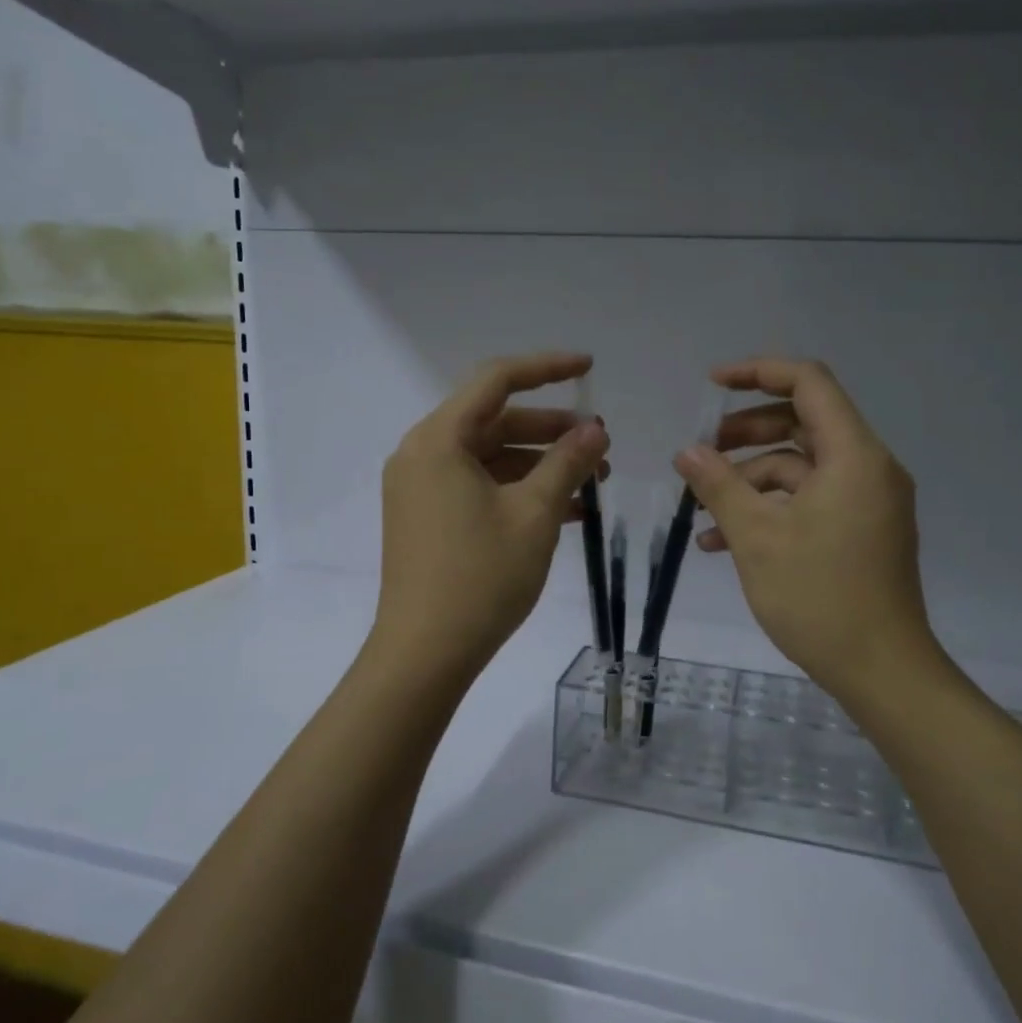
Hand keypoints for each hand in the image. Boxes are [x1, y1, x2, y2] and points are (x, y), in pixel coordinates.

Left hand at [373, 352, 609, 681]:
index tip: (589, 368)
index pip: (496, 380)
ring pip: (490, 457)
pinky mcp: (427, 518)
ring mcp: (421, 488)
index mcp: (439, 440)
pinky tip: (566, 510)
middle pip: (494, 421)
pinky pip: (479, 486)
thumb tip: (595, 428)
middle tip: (600, 445)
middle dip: (551, 430)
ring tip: (592, 482)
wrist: (425, 655)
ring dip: (540, 464)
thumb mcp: (535, 515)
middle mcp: (422, 454)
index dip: (546, 368)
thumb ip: (567, 462)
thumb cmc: (481, 577)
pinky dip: (518, 490)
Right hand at [673, 358, 942, 709]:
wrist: (882, 671)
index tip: (712, 383)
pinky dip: (771, 509)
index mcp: (854, 455)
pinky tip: (723, 540)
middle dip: (746, 432)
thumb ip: (719, 486)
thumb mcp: (757, 536)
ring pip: (801, 467)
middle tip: (703, 452)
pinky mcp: (861, 531)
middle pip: (803, 423)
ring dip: (750, 480)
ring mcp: (867, 502)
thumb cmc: (820, 596)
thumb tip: (686, 452)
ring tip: (702, 508)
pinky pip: (811, 501)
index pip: (809, 383)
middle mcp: (868, 468)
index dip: (758, 372)